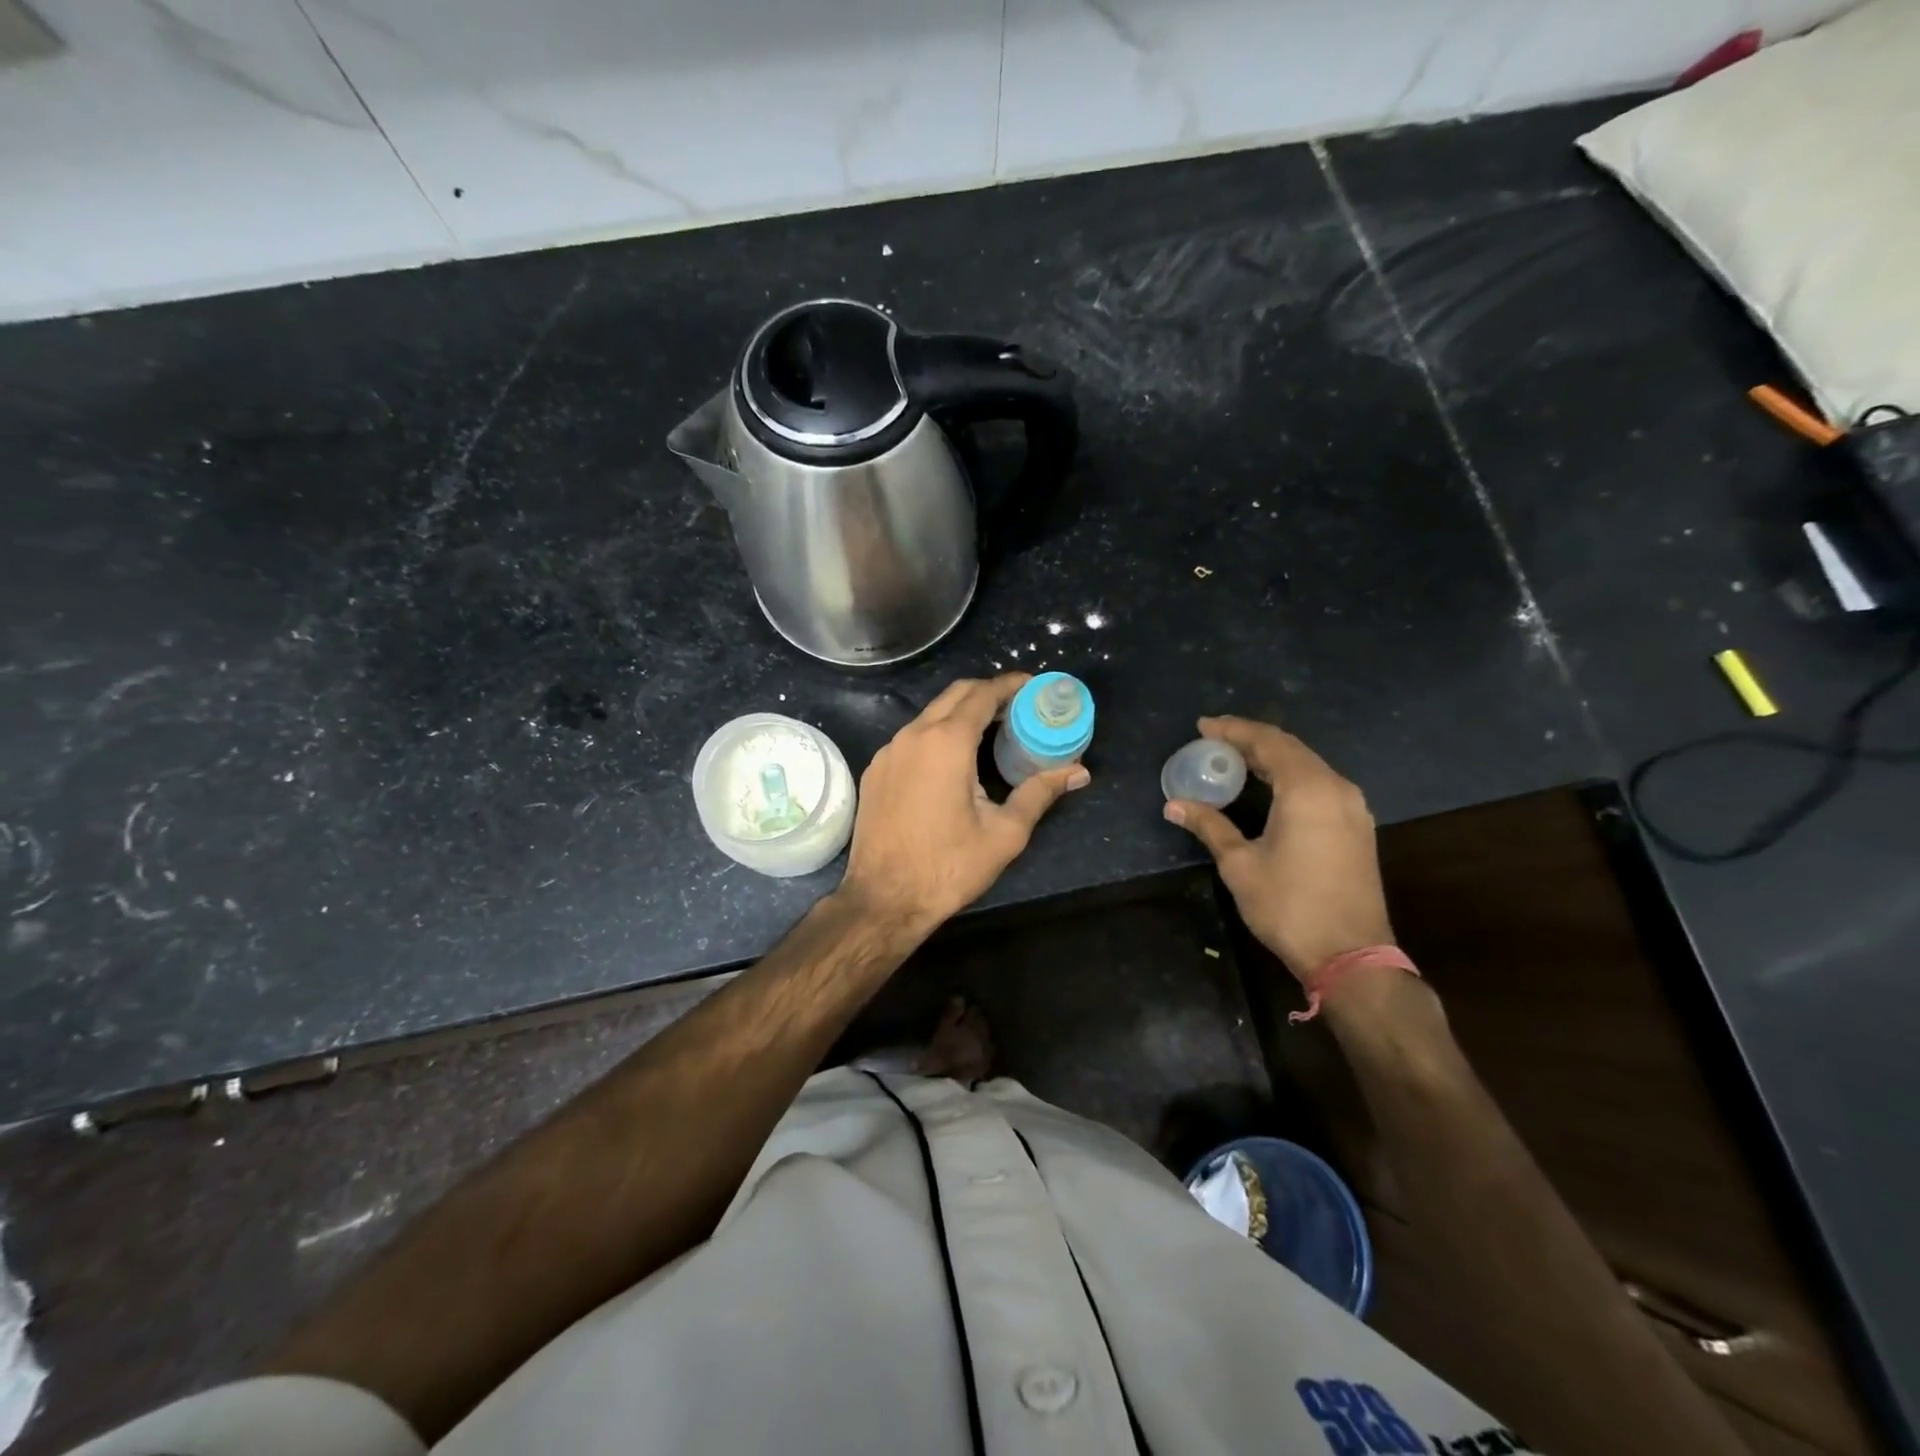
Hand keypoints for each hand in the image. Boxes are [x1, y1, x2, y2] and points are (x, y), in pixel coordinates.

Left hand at [840, 675, 1089, 935]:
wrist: (883, 900)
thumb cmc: (948, 867)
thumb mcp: (1004, 833)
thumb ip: (1040, 793)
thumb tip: (1078, 772)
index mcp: (947, 742)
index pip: (982, 694)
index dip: (1010, 685)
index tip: (1033, 685)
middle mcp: (913, 735)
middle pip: (954, 695)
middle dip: (987, 692)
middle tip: (1017, 707)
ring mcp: (888, 752)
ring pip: (929, 715)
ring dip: (960, 714)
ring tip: (990, 731)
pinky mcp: (875, 771)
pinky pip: (911, 738)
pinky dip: (936, 735)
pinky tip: (952, 760)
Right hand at [1165, 716, 1393, 982]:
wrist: (1351, 955)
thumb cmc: (1289, 905)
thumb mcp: (1240, 864)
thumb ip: (1210, 826)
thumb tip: (1174, 805)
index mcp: (1308, 789)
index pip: (1268, 742)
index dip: (1233, 730)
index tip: (1203, 727)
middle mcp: (1336, 788)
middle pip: (1290, 748)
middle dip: (1251, 739)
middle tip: (1215, 740)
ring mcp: (1353, 808)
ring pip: (1308, 765)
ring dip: (1272, 758)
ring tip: (1236, 760)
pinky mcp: (1357, 827)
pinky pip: (1320, 784)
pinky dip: (1290, 776)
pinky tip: (1269, 787)